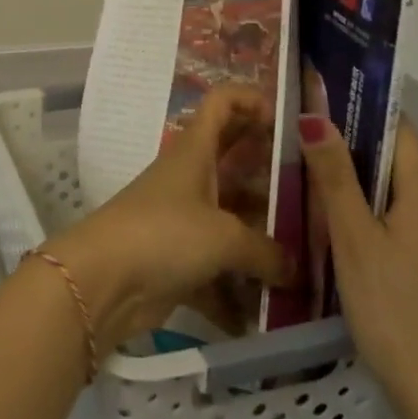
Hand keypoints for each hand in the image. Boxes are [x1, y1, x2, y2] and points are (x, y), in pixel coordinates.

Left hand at [43, 84, 291, 346]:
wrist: (102, 282)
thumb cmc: (164, 235)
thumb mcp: (225, 237)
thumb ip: (267, 251)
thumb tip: (294, 268)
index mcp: (195, 151)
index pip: (222, 103)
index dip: (252, 100)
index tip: (288, 121)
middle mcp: (189, 178)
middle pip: (234, 161)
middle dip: (271, 175)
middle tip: (315, 195)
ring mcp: (181, 220)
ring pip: (231, 220)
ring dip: (262, 241)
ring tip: (309, 262)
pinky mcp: (175, 262)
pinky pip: (217, 271)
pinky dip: (238, 292)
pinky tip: (272, 318)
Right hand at [302, 114, 417, 418]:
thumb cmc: (392, 311)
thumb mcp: (352, 240)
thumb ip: (335, 174)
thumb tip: (315, 115)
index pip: (400, 131)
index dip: (363, 119)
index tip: (327, 122)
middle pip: (409, 169)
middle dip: (367, 169)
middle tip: (322, 187)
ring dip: (388, 204)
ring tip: (347, 229)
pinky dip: (409, 233)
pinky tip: (385, 265)